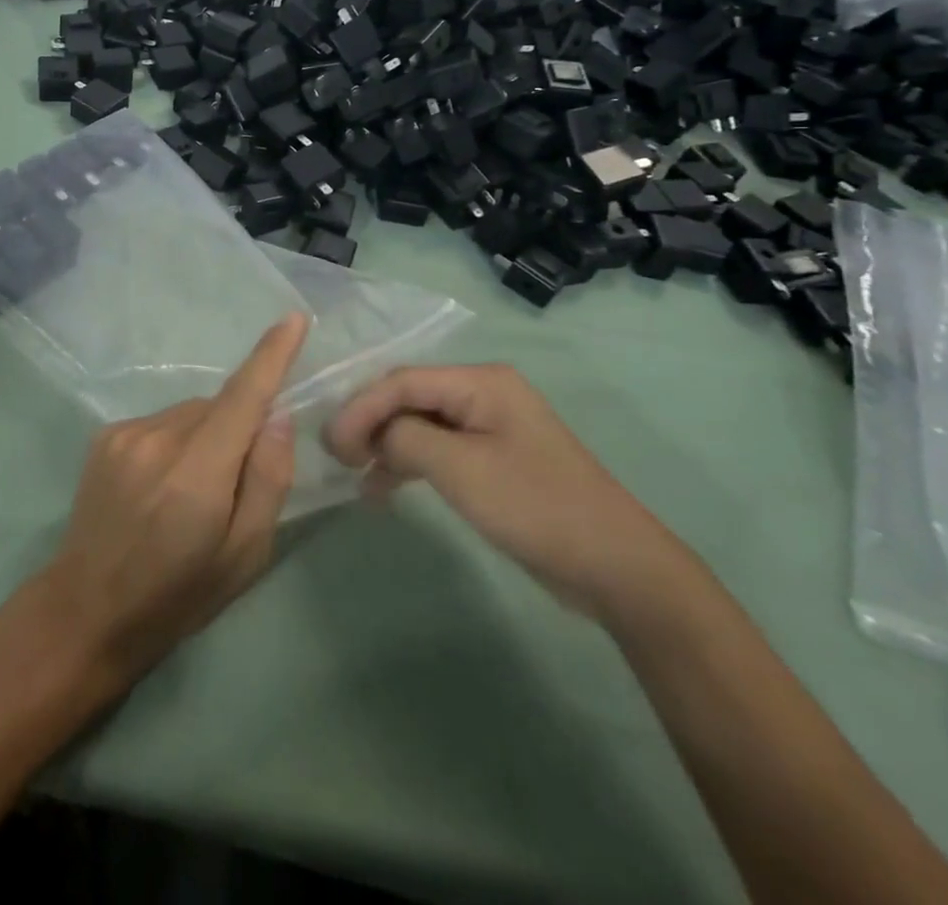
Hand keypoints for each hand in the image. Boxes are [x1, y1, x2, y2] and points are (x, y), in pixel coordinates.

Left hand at [34, 313, 308, 684]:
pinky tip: (160, 483)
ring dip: (204, 435)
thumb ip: (267, 480)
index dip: (271, 355)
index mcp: (197, 474)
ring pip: (189, 413)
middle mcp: (158, 439)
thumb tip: (277, 416)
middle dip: (237, 428)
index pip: (243, 397)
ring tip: (187, 491)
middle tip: (231, 483)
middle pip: (218, 407)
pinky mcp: (105, 436)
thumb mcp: (244, 555)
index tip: (293, 319)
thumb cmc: (178, 594)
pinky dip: (175, 440)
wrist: (88, 609)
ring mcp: (125, 433)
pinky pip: (161, 422)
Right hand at [327, 365, 695, 627]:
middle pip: (408, 397)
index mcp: (480, 382)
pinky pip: (437, 448)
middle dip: (369, 423)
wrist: (615, 566)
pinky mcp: (492, 459)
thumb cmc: (534, 506)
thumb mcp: (460, 468)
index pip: (401, 381)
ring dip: (386, 445)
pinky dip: (409, 464)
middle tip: (338, 456)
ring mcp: (489, 427)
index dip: (360, 408)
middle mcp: (483, 394)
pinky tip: (383, 488)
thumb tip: (373, 433)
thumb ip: (405, 437)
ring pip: (419, 423)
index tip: (331, 444)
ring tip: (355, 473)